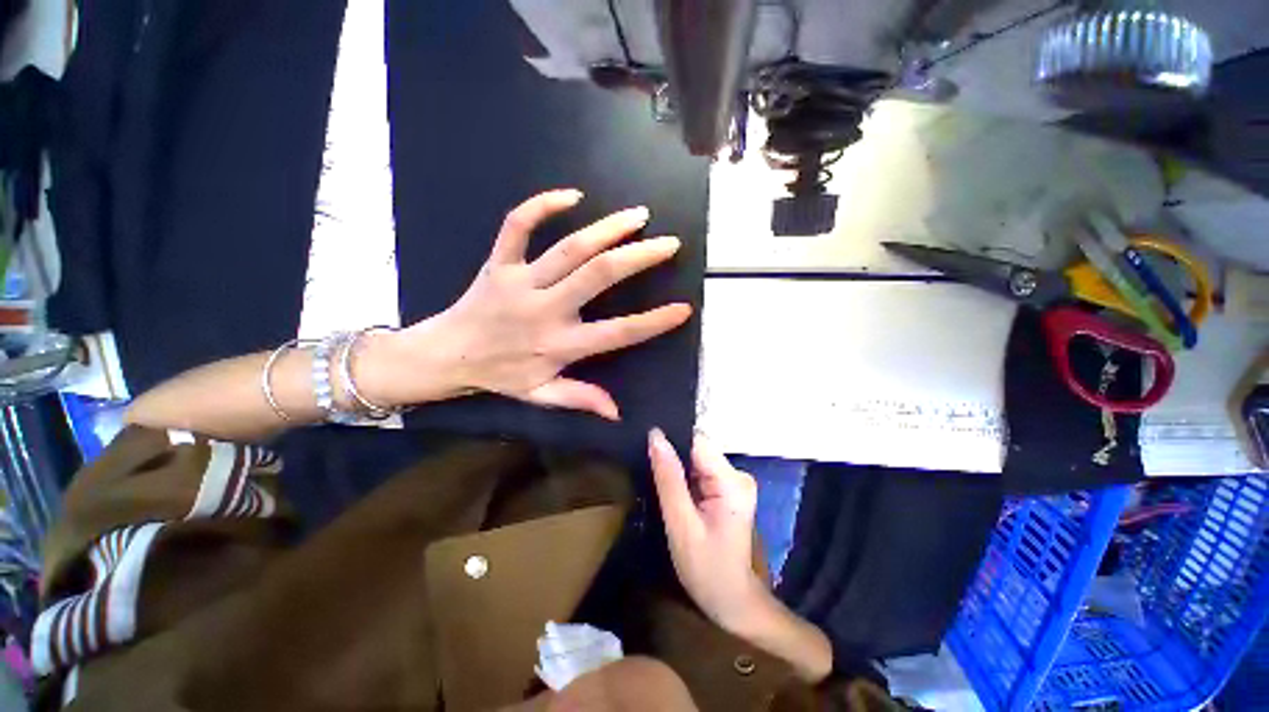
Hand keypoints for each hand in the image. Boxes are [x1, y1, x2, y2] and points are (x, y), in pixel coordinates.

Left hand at [376, 189, 692, 417]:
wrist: (445, 355)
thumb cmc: (499, 375)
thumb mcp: (541, 396)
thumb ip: (580, 398)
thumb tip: (618, 413)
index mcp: (560, 345)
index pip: (617, 333)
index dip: (653, 322)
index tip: (683, 308)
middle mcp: (545, 310)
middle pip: (599, 276)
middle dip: (639, 257)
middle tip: (669, 243)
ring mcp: (521, 282)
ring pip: (569, 248)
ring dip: (607, 228)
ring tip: (638, 216)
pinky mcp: (499, 262)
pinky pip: (517, 226)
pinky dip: (541, 206)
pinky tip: (572, 195)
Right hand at [649, 429, 772, 633]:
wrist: (732, 602)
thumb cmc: (707, 570)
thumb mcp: (681, 525)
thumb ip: (668, 479)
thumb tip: (655, 436)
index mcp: (731, 481)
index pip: (697, 442)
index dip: (671, 439)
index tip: (645, 445)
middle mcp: (737, 474)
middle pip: (697, 449)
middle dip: (672, 456)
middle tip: (648, 469)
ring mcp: (734, 481)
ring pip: (696, 460)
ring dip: (677, 468)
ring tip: (656, 480)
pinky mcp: (727, 489)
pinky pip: (699, 472)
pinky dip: (684, 478)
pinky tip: (673, 490)